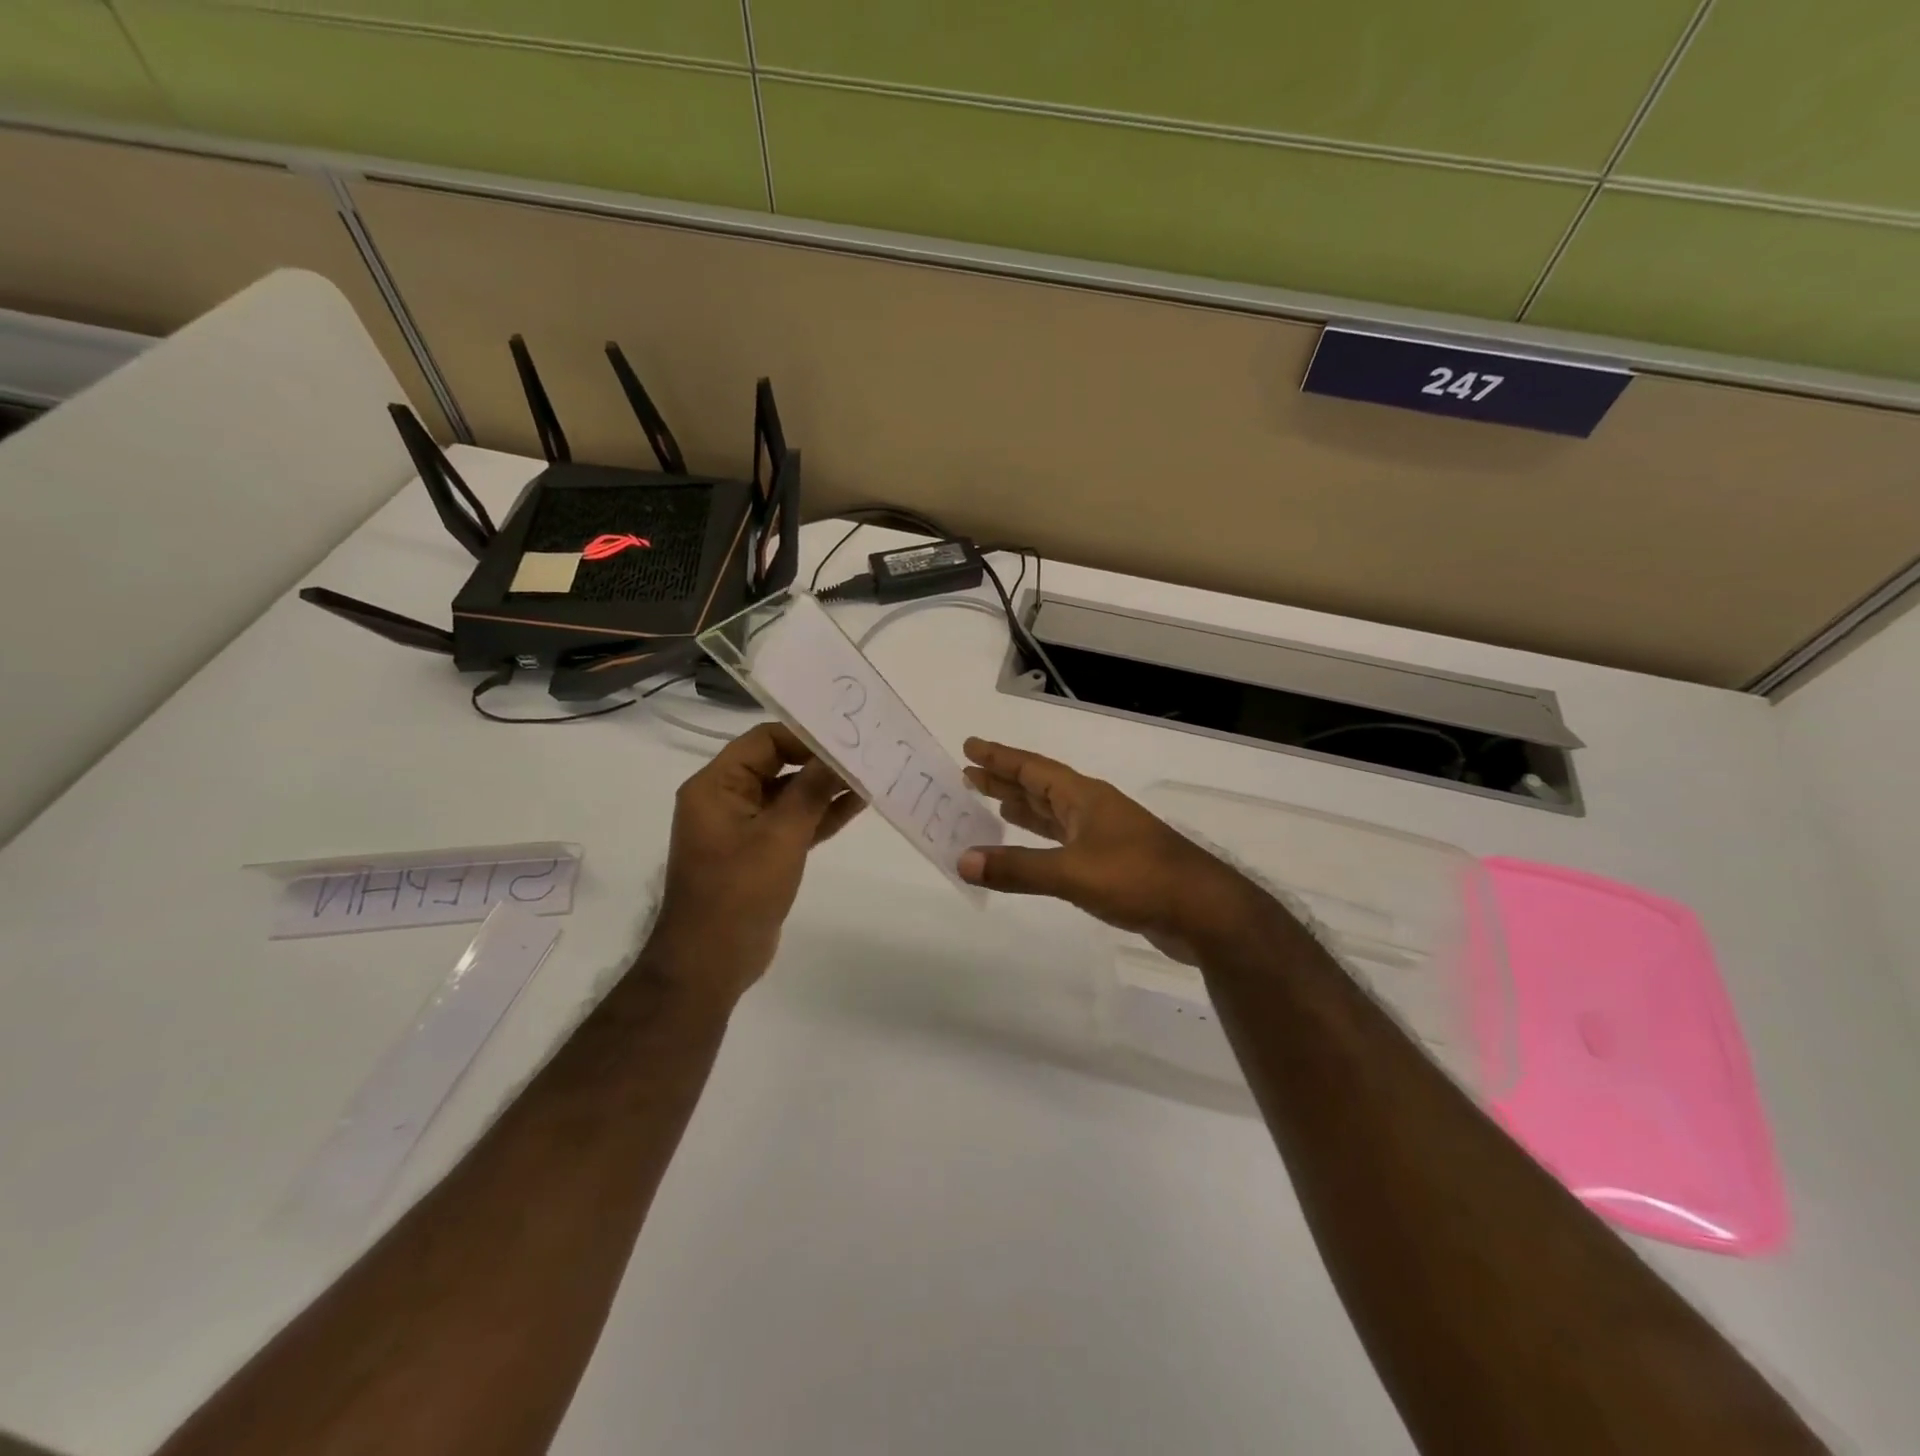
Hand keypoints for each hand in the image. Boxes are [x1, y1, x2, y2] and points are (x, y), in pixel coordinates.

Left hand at [645, 723, 862, 1001]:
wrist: (712, 962)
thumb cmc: (739, 892)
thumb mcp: (780, 835)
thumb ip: (812, 790)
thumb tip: (840, 754)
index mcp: (716, 786)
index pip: (764, 741)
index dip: (805, 736)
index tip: (845, 739)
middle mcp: (726, 799)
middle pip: (778, 765)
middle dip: (820, 761)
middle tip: (865, 752)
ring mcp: (743, 827)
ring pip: (789, 795)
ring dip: (825, 788)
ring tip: (870, 775)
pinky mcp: (760, 852)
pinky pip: (793, 822)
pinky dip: (820, 815)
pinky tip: (856, 804)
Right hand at [958, 738, 1266, 964]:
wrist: (1202, 911)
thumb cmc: (1138, 878)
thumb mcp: (1072, 872)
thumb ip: (1017, 868)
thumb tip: (963, 861)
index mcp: (1084, 797)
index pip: (1033, 769)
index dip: (1000, 757)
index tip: (970, 746)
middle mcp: (1092, 809)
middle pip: (1041, 787)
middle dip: (1005, 780)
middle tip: (969, 775)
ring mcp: (1104, 836)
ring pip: (1053, 814)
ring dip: (1022, 807)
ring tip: (991, 802)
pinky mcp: (1110, 864)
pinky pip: (1063, 842)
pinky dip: (1040, 840)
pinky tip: (1030, 846)